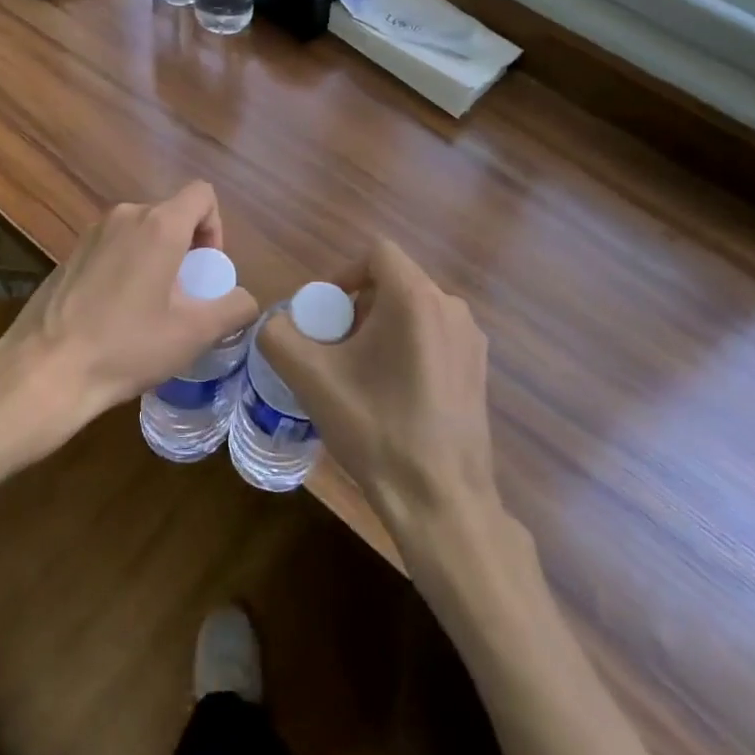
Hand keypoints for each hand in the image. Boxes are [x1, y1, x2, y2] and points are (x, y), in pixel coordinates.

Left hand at [0, 184, 258, 466]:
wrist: (44, 372)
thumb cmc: (126, 347)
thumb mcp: (193, 334)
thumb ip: (233, 308)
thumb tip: (245, 300)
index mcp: (159, 225)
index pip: (202, 194)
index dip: (216, 227)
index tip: (206, 270)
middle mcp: (125, 216)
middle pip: (172, 215)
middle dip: (187, 249)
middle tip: (183, 298)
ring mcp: (92, 233)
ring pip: (141, 232)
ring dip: (156, 259)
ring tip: (150, 309)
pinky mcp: (70, 253)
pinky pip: (114, 247)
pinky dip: (127, 267)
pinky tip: (115, 314)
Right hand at [259, 238, 499, 546]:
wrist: (441, 500)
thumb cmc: (376, 429)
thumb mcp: (311, 379)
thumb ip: (279, 336)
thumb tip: (275, 323)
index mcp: (416, 297)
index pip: (376, 253)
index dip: (343, 274)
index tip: (324, 314)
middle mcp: (451, 306)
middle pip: (394, 282)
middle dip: (358, 306)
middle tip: (335, 347)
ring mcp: (471, 339)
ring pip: (414, 309)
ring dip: (381, 327)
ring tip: (360, 372)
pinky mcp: (479, 368)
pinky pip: (434, 335)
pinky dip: (407, 346)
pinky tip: (392, 393)